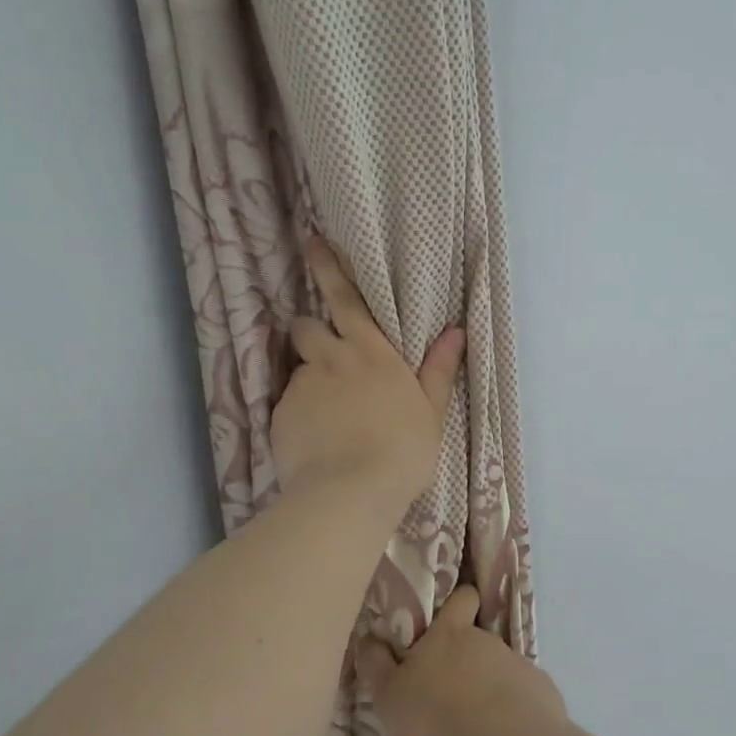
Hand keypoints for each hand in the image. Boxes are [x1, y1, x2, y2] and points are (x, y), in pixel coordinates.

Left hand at [271, 238, 464, 523]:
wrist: (351, 491)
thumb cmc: (402, 451)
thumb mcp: (430, 411)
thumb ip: (439, 370)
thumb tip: (456, 331)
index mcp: (370, 351)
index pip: (345, 298)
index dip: (328, 268)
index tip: (314, 243)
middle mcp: (331, 359)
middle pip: (306, 326)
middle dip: (309, 329)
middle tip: (321, 350)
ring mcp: (302, 387)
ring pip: (297, 369)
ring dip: (308, 378)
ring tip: (324, 412)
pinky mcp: (279, 416)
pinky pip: (287, 406)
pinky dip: (298, 415)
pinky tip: (314, 441)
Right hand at [354, 585, 566, 735]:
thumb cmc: (436, 715)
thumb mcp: (389, 695)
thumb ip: (377, 666)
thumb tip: (368, 639)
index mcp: (450, 634)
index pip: (461, 598)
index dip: (459, 602)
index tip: (452, 615)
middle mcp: (487, 640)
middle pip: (478, 639)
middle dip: (467, 660)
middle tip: (450, 692)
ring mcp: (518, 664)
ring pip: (501, 669)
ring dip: (489, 688)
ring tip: (475, 725)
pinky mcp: (542, 693)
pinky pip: (524, 697)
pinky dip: (514, 712)